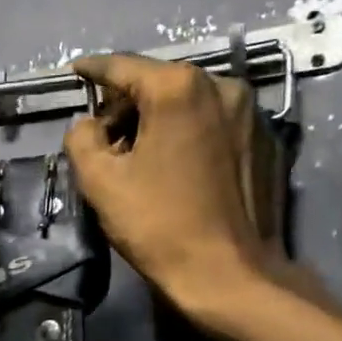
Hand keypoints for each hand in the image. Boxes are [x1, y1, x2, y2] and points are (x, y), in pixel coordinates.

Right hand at [63, 54, 277, 319]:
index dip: (93, 69)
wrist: (230, 274)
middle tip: (103, 135)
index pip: (123, 66)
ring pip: (189, 102)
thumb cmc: (159, 224)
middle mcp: (222, 86)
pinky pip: (215, 123)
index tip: (75, 71)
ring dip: (159, 118)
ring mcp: (251, 113)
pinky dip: (189, 132)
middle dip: (126, 102)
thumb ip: (82, 137)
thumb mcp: (101, 181)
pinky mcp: (266, 141)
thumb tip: (88, 124)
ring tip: (139, 155)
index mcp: (178, 88)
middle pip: (159, 82)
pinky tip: (177, 166)